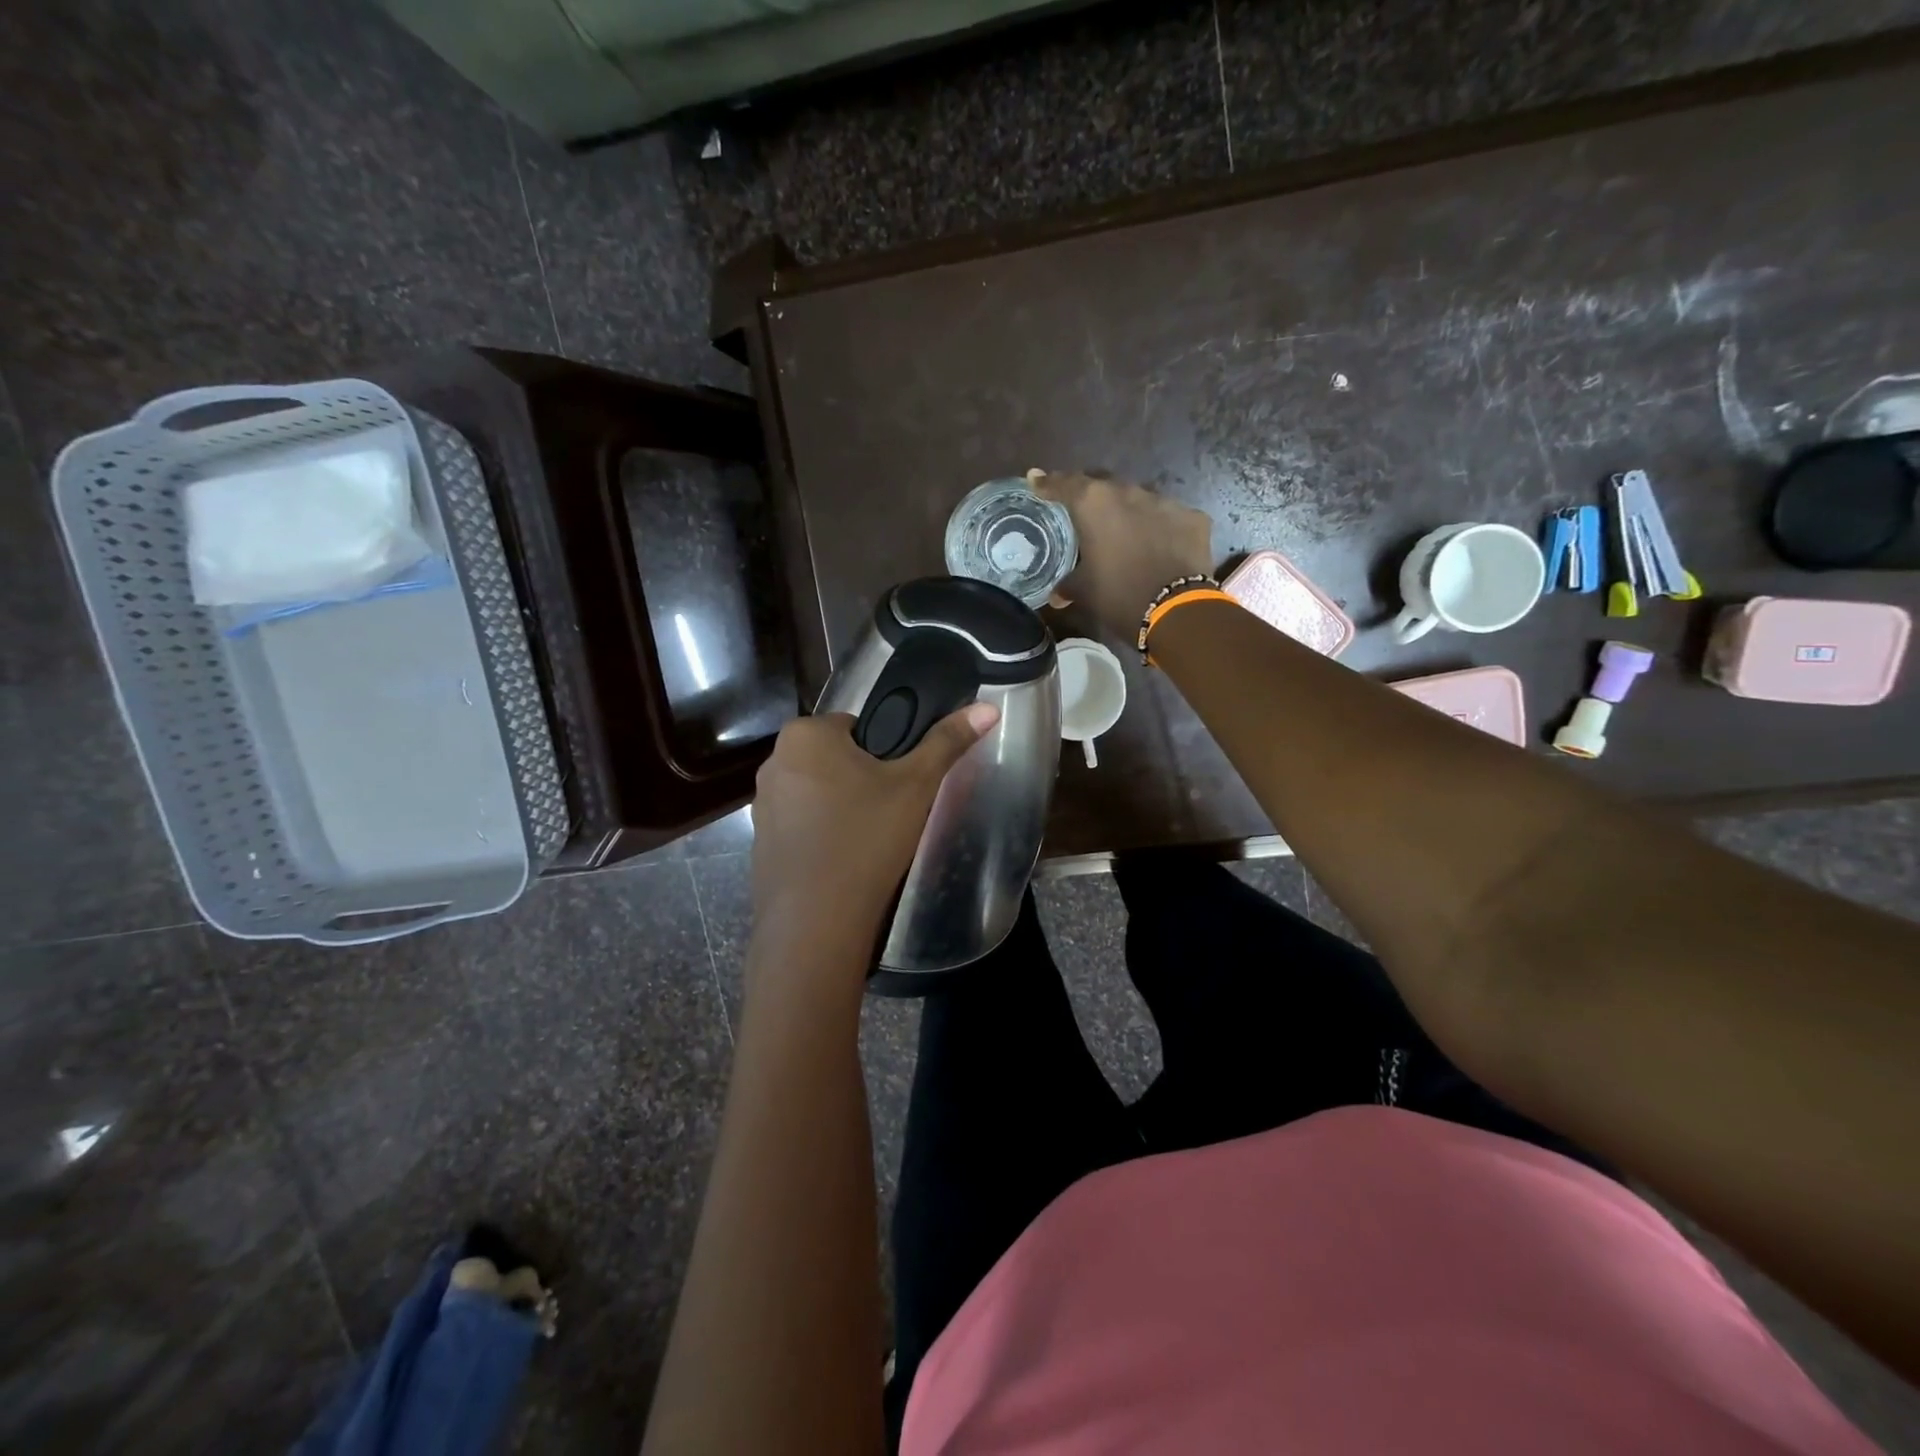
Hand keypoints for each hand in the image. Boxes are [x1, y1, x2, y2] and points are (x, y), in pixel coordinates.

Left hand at [749, 702, 1001, 959]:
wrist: (815, 921)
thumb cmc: (866, 838)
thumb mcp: (916, 785)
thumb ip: (947, 742)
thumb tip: (988, 708)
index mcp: (805, 734)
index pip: (857, 725)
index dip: (885, 752)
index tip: (901, 782)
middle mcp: (774, 760)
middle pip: (836, 758)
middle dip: (862, 778)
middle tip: (891, 812)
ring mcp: (762, 804)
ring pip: (818, 791)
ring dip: (841, 805)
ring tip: (870, 839)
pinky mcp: (760, 841)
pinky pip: (801, 824)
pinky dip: (822, 834)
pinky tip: (844, 860)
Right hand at [1030, 470, 1213, 639]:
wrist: (1175, 610)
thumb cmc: (1118, 595)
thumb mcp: (1085, 591)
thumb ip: (1068, 585)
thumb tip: (1057, 595)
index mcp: (1094, 504)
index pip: (1064, 484)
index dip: (1048, 483)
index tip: (1036, 479)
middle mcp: (1128, 492)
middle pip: (1103, 485)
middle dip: (1091, 496)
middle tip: (1083, 511)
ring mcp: (1165, 502)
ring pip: (1139, 499)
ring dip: (1128, 512)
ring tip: (1123, 532)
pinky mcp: (1192, 517)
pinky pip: (1169, 517)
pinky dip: (1159, 527)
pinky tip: (1158, 545)